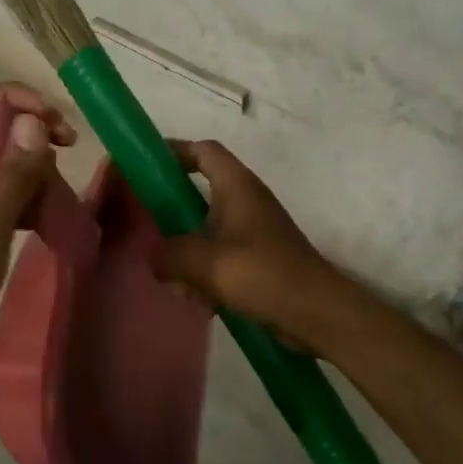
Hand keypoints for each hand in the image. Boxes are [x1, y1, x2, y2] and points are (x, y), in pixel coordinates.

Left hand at [0, 83, 74, 406]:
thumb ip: (13, 179)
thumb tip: (34, 122)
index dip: (13, 98)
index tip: (53, 120)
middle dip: (34, 133)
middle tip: (71, 150)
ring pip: (10, 173)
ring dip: (39, 174)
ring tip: (67, 195)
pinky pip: (13, 208)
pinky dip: (36, 206)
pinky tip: (56, 222)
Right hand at [156, 140, 332, 342]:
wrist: (316, 312)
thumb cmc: (262, 273)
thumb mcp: (205, 262)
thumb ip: (170, 255)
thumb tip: (153, 257)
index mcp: (236, 186)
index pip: (203, 150)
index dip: (173, 151)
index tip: (145, 167)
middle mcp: (246, 200)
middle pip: (200, 191)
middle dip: (173, 212)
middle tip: (147, 227)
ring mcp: (254, 229)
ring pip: (208, 228)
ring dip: (188, 252)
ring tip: (175, 279)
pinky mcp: (259, 257)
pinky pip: (222, 255)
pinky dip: (207, 273)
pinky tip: (200, 300)